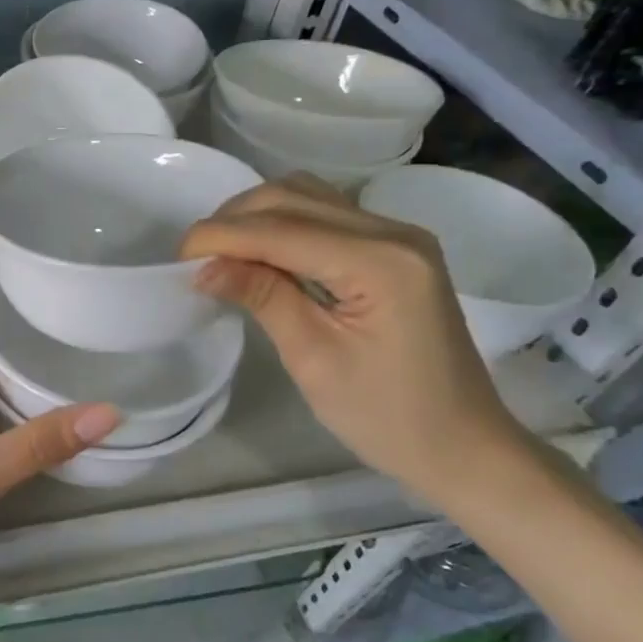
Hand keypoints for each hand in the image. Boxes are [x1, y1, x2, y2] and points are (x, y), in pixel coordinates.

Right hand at [180, 176, 521, 499]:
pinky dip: (283, 224)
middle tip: (196, 258)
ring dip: (256, 215)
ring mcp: (398, 235)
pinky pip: (325, 214)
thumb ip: (263, 298)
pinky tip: (262, 252)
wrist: (465, 446)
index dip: (222, 235)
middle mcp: (393, 232)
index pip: (281, 230)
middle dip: (234, 219)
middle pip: (292, 197)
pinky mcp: (394, 247)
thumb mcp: (314, 361)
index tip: (178, 256)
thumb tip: (204, 267)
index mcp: (380, 263)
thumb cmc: (389, 418)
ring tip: (223, 251)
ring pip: (307, 196)